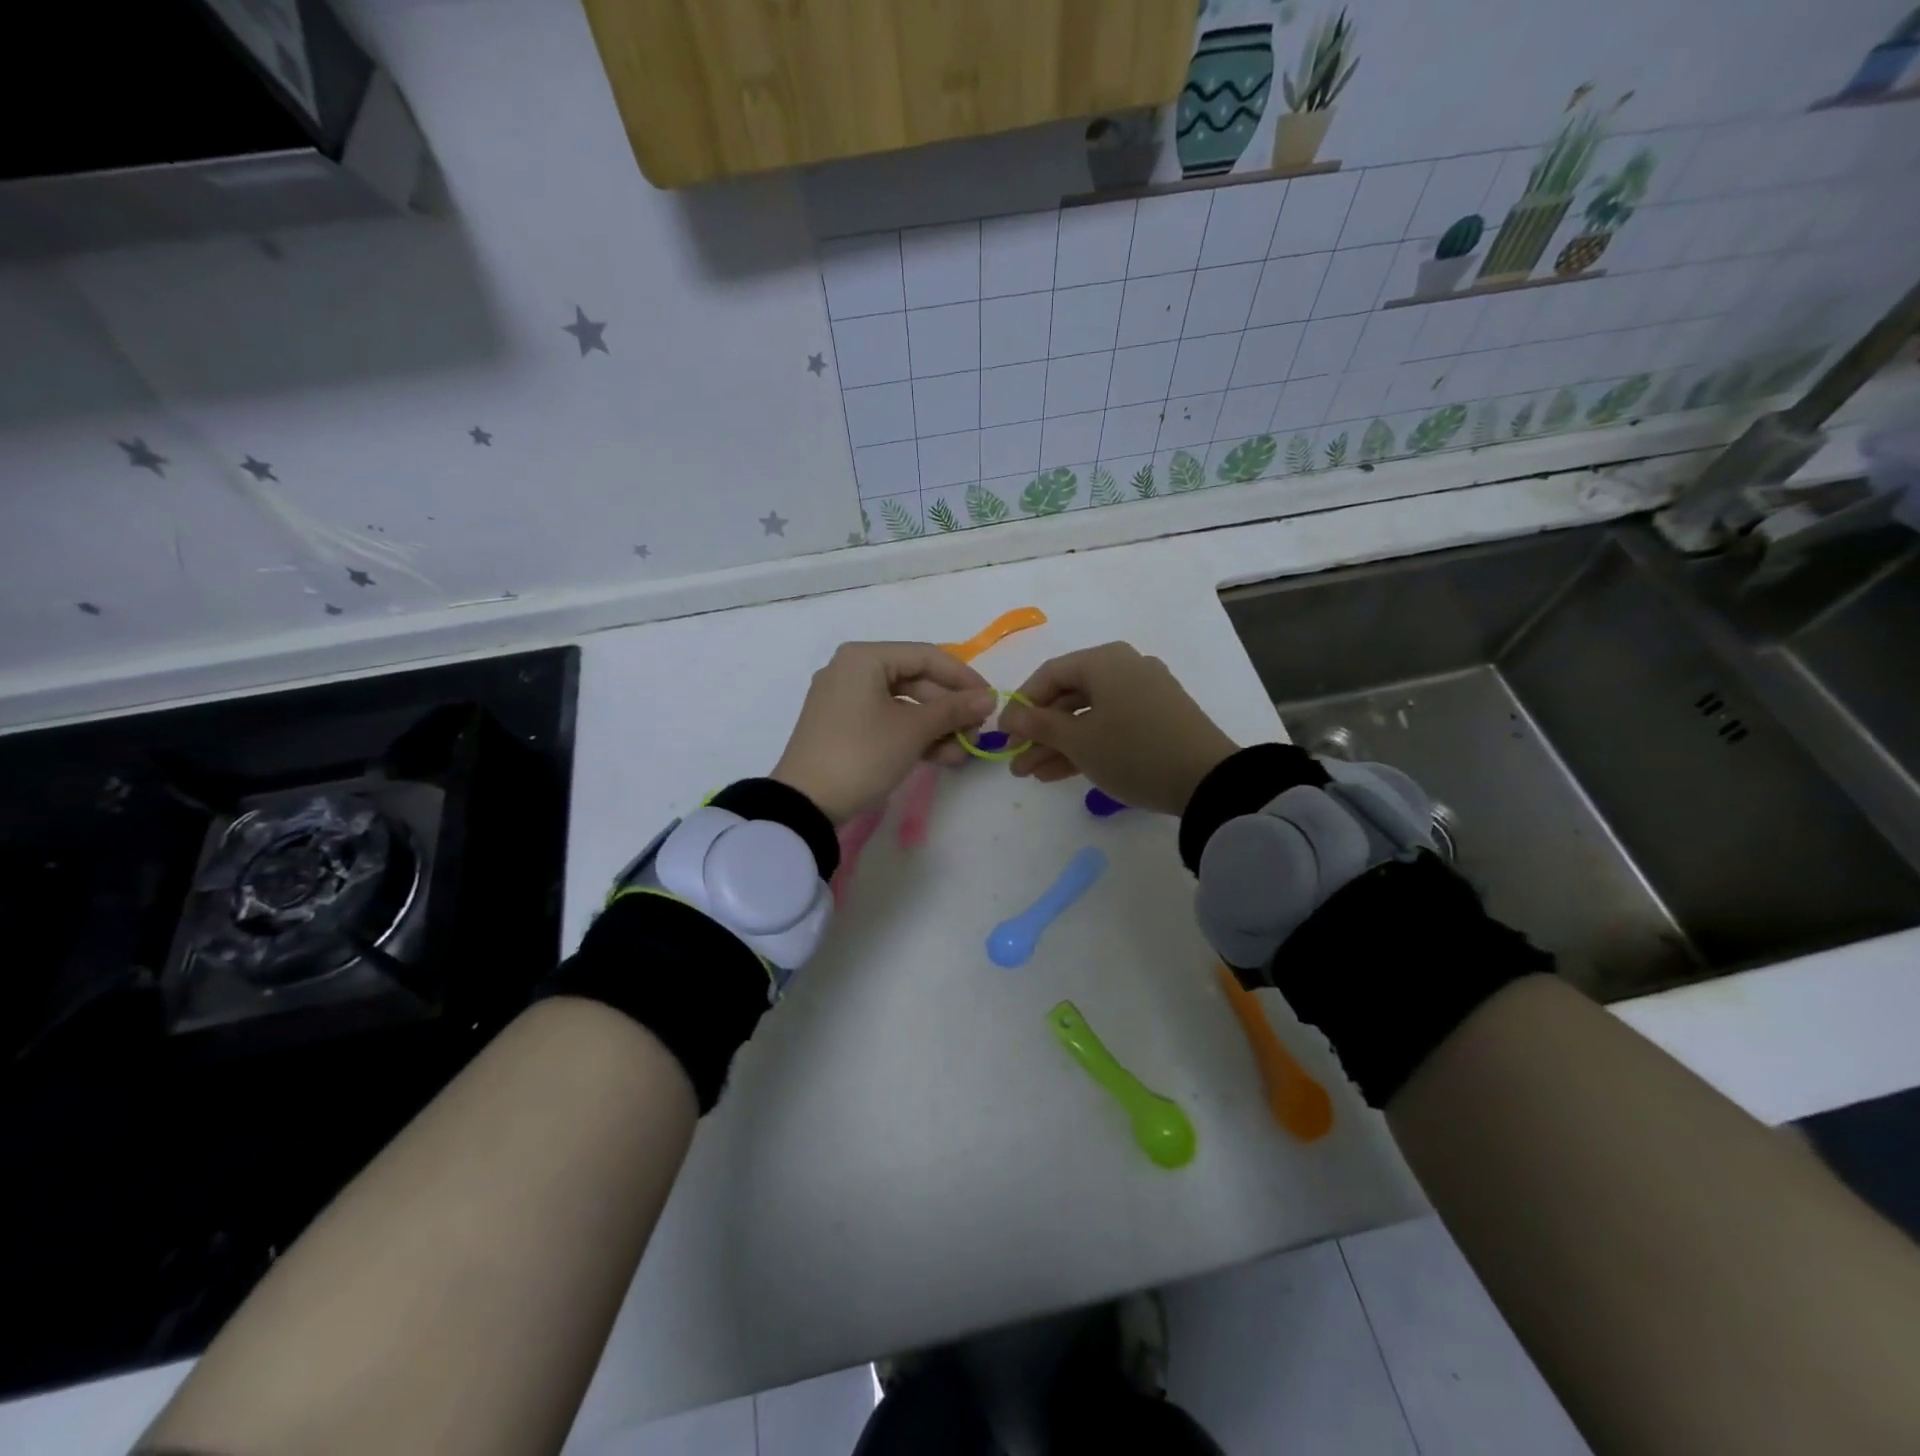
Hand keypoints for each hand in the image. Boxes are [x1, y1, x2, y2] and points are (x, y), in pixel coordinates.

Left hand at [772, 641, 995, 821]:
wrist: (804, 803)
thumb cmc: (861, 754)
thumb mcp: (913, 731)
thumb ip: (954, 710)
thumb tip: (989, 698)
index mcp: (865, 658)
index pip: (927, 656)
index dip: (963, 678)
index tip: (990, 702)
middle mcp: (852, 670)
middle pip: (915, 680)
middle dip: (950, 709)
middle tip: (976, 733)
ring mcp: (845, 700)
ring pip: (903, 704)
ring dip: (936, 727)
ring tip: (961, 753)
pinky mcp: (843, 727)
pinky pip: (887, 721)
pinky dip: (913, 736)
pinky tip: (940, 757)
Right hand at [998, 643, 1237, 815]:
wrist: (1208, 780)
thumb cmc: (1132, 751)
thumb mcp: (1079, 741)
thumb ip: (1039, 726)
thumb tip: (1010, 716)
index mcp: (1104, 661)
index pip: (1049, 675)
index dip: (1021, 705)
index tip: (1003, 735)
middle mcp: (1126, 668)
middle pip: (1069, 696)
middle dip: (1039, 732)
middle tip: (1015, 761)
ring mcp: (1145, 693)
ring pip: (1089, 715)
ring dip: (1059, 744)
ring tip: (1032, 774)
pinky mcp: (1159, 719)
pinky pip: (1111, 725)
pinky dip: (1087, 745)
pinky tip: (1060, 773)